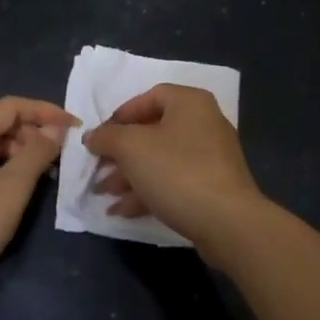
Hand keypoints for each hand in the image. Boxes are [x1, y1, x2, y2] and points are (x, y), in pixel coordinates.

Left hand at [0, 97, 75, 299]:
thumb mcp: (11, 190)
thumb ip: (36, 154)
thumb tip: (54, 130)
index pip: (13, 106)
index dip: (45, 111)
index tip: (73, 127)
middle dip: (29, 128)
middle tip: (53, 151)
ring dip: (14, 148)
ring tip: (35, 173)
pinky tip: (7, 188)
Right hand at [83, 84, 266, 258]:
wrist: (227, 223)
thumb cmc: (177, 171)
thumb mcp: (131, 148)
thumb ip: (106, 137)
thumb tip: (92, 136)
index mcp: (189, 102)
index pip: (149, 97)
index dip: (121, 115)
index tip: (100, 137)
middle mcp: (203, 123)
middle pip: (152, 131)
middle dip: (120, 152)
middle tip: (97, 169)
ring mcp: (210, 158)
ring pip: (160, 160)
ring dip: (128, 176)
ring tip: (102, 194)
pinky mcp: (211, 188)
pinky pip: (173, 182)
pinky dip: (147, 192)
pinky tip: (122, 211)